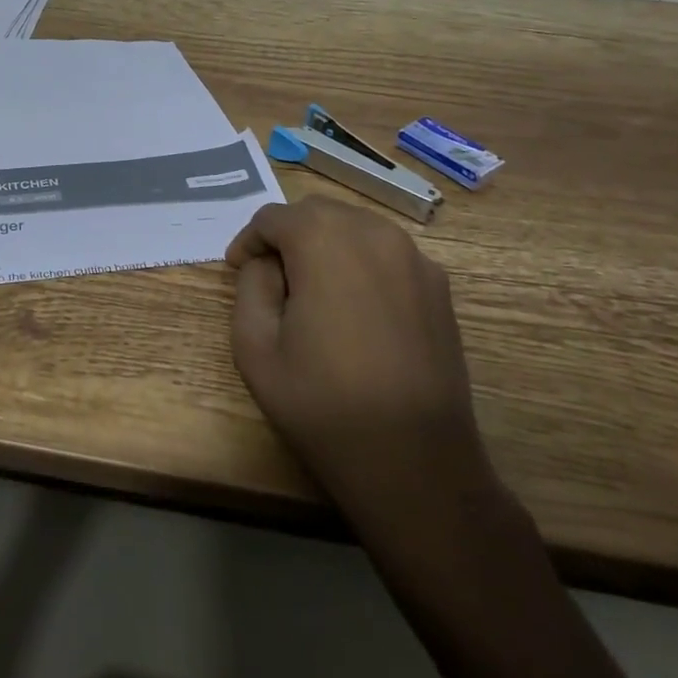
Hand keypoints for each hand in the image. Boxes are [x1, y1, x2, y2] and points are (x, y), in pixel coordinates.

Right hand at [228, 197, 498, 529]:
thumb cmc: (323, 405)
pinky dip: (362, 262)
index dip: (249, 241)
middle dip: (288, 234)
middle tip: (272, 277)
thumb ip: (250, 286)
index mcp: (323, 240)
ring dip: (327, 244)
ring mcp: (414, 257)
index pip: (272, 217)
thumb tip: (267, 264)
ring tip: (313, 290)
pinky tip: (356, 308)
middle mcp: (372, 232)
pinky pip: (388, 253)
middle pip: (317, 212)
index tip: (237, 269)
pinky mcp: (439, 286)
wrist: (415, 464)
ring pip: (356, 226)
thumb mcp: (255, 347)